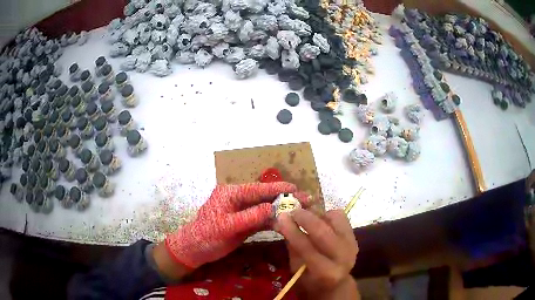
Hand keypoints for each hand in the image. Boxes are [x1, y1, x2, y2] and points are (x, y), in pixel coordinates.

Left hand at [164, 182, 296, 268]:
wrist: (195, 250)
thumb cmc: (206, 235)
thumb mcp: (226, 226)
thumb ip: (249, 217)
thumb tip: (272, 208)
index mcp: (230, 194)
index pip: (257, 189)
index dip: (276, 189)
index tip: (295, 188)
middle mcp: (238, 200)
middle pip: (265, 198)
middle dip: (285, 199)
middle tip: (307, 198)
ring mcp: (243, 212)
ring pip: (266, 209)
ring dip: (283, 211)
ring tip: (303, 210)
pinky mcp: (245, 223)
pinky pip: (263, 220)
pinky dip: (275, 221)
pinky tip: (289, 223)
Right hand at [275, 209, 359, 298]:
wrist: (336, 282)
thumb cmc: (310, 279)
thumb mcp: (296, 269)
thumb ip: (291, 245)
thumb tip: (281, 222)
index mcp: (326, 273)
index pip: (307, 248)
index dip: (293, 231)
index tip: (281, 217)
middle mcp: (343, 258)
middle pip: (323, 232)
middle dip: (305, 218)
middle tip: (292, 211)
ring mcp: (351, 245)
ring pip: (334, 220)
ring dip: (317, 214)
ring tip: (304, 216)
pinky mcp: (354, 236)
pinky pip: (340, 216)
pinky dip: (327, 214)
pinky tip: (319, 219)